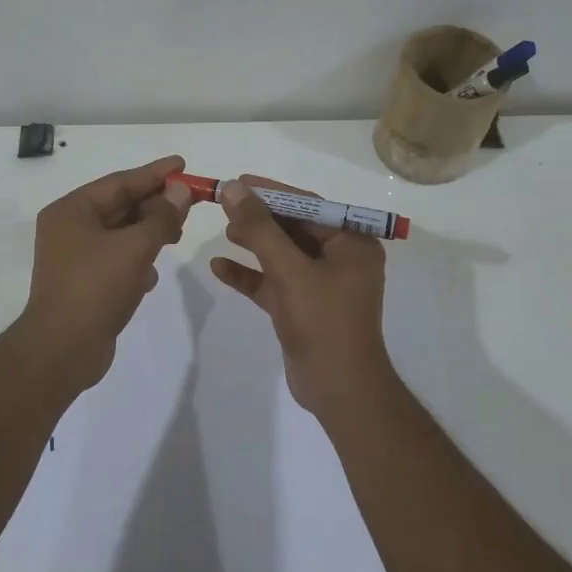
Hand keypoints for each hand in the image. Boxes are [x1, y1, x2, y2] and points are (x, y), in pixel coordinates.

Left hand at [16, 155, 192, 392]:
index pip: (119, 182)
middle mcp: (69, 229)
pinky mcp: (84, 284)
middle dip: (155, 205)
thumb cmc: (95, 288)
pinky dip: (136, 261)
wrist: (62, 351)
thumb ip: (161, 217)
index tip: (182, 164)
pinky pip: (116, 261)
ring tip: (179, 233)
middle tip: (190, 200)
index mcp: (71, 211)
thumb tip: (180, 190)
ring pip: (120, 235)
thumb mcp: (134, 247)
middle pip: (120, 207)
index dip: (154, 173)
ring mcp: (74, 258)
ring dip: (149, 233)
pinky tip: (153, 275)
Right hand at [209, 176, 396, 420]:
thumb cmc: (323, 322)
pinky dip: (250, 275)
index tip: (238, 181)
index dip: (272, 192)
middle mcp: (340, 258)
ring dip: (254, 242)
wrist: (339, 390)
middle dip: (260, 218)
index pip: (309, 205)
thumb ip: (260, 228)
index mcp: (352, 242)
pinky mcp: (303, 307)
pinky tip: (219, 267)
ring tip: (224, 231)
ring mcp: (321, 284)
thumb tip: (234, 188)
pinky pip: (273, 282)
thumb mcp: (289, 270)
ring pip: (282, 254)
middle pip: (294, 227)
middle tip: (225, 206)